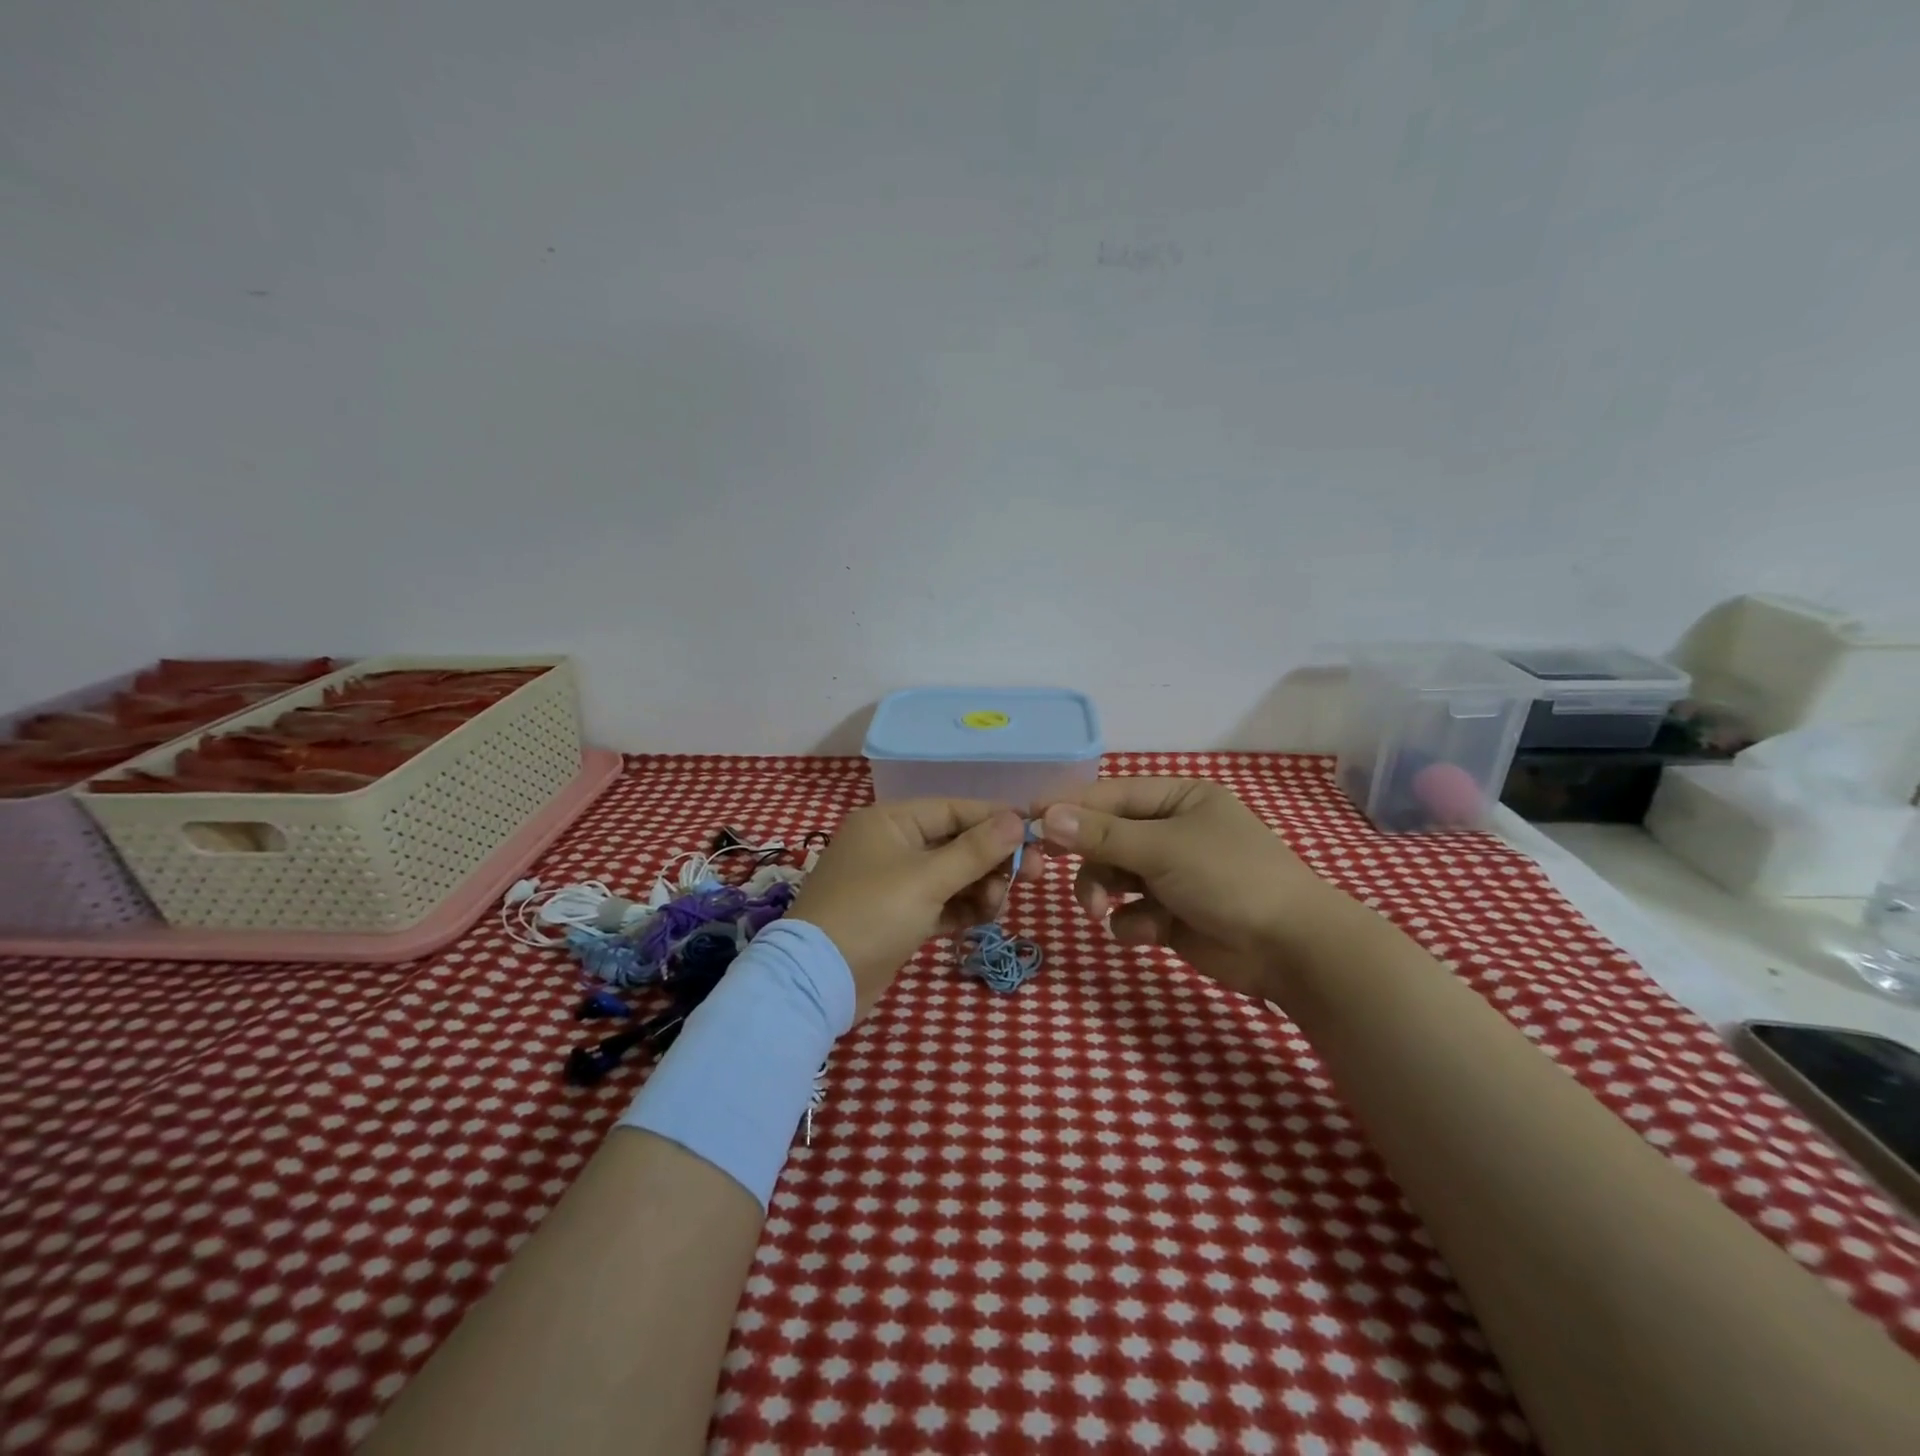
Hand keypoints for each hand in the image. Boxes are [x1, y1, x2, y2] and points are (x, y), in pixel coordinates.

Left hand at [789, 799, 1043, 1015]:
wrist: (819, 981)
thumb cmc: (873, 914)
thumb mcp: (928, 879)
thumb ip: (976, 850)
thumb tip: (1017, 819)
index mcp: (891, 821)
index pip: (954, 809)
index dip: (996, 819)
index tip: (1035, 834)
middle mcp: (891, 844)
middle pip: (956, 842)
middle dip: (992, 860)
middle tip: (1033, 876)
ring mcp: (893, 882)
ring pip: (951, 875)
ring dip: (980, 887)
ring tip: (997, 907)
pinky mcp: (897, 916)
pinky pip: (940, 902)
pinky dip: (962, 908)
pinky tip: (985, 918)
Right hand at [1039, 778, 1356, 1001]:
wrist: (1291, 948)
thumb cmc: (1229, 877)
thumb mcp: (1162, 848)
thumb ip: (1101, 834)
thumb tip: (1045, 815)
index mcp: (1178, 799)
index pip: (1110, 796)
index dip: (1069, 807)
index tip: (1028, 820)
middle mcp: (1173, 831)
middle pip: (1106, 837)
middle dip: (1086, 859)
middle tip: (1047, 867)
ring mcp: (1172, 875)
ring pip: (1112, 877)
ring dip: (1102, 893)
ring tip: (1104, 912)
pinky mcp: (1172, 915)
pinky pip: (1131, 911)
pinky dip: (1132, 922)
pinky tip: (1148, 932)